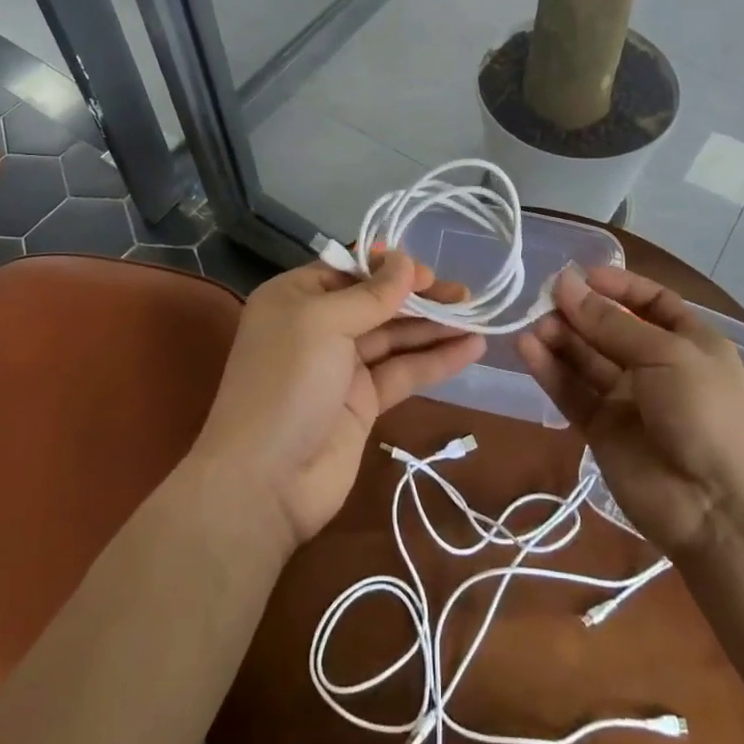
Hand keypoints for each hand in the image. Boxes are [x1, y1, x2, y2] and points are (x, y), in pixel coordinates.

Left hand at [191, 252, 485, 551]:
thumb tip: (406, 261)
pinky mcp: (364, 402)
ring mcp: (342, 366)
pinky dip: (436, 360)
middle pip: (378, 302)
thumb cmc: (286, 383)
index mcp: (297, 297)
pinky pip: (404, 372)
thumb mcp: (324, 324)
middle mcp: (319, 326)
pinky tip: (472, 349)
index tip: (428, 272)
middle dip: (420, 297)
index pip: (351, 270)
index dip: (391, 268)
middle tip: (465, 295)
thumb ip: (371, 294)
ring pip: (396, 337)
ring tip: (478, 316)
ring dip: (435, 327)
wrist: (264, 483)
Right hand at [517, 267, 743, 558]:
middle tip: (543, 299)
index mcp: (688, 342)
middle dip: (580, 312)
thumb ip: (610, 323)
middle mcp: (656, 366)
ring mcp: (627, 400)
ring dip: (560, 339)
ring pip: (586, 359)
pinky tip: (527, 349)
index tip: (581, 275)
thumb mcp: (665, 354)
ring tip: (534, 324)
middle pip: (610, 329)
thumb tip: (565, 282)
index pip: (650, 303)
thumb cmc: (706, 412)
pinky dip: (550, 371)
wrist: (720, 508)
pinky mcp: (601, 430)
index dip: (618, 287)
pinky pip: (572, 392)